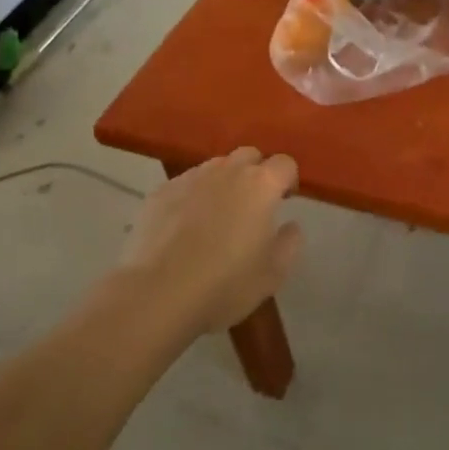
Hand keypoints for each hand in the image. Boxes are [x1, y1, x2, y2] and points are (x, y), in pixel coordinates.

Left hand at [122, 147, 302, 332]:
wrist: (157, 294)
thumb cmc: (224, 284)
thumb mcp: (272, 275)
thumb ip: (290, 243)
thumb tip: (291, 225)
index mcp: (260, 185)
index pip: (284, 163)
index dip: (288, 179)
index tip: (285, 201)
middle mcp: (227, 171)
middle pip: (249, 155)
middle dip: (256, 172)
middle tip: (253, 204)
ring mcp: (191, 178)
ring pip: (216, 167)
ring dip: (224, 182)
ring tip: (217, 214)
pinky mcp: (161, 191)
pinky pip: (186, 183)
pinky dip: (193, 196)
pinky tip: (185, 226)